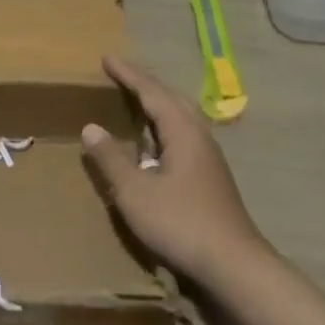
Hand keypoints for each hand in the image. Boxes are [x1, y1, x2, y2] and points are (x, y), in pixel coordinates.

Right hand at [81, 57, 270, 286]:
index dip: (128, 74)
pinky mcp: (211, 176)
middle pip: (170, 98)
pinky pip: (183, 135)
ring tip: (135, 101)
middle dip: (145, 84)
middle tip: (120, 74)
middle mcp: (199, 135)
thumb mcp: (135, 192)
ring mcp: (208, 157)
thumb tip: (90, 128)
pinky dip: (164, 126)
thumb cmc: (181, 223)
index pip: (152, 91)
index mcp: (182, 131)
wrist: (234, 265)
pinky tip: (153, 145)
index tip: (107, 58)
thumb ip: (111, 159)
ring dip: (157, 105)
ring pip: (180, 117)